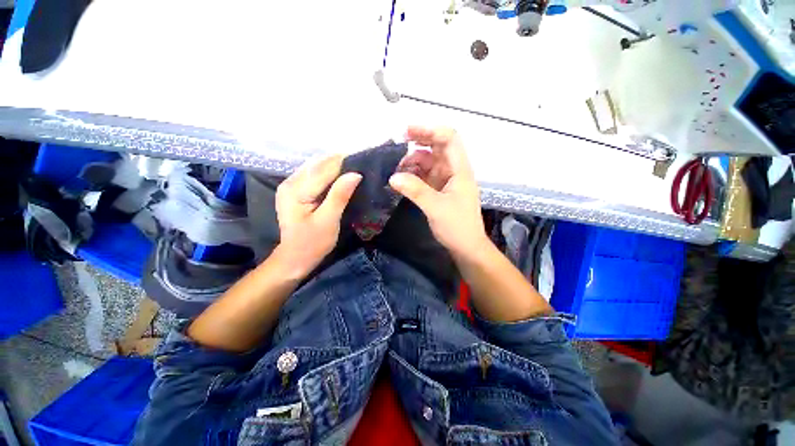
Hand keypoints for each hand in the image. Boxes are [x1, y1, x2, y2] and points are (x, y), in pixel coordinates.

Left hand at [274, 155, 360, 278]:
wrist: (295, 258)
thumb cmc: (312, 243)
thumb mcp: (328, 221)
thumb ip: (339, 196)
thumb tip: (355, 174)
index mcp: (296, 190)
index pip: (324, 168)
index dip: (345, 162)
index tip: (365, 158)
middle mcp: (290, 182)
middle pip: (319, 164)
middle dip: (341, 161)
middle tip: (363, 162)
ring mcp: (291, 185)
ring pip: (317, 166)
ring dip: (336, 165)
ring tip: (356, 166)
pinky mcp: (296, 189)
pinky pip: (315, 174)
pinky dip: (330, 172)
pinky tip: (343, 175)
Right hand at [389, 126, 487, 257]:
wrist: (466, 247)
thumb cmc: (457, 226)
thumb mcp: (436, 207)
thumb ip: (415, 190)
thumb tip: (393, 177)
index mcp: (459, 169)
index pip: (449, 139)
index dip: (429, 130)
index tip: (407, 132)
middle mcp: (453, 170)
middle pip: (437, 147)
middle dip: (418, 142)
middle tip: (397, 145)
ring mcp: (445, 180)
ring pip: (428, 162)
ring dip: (413, 162)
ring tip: (397, 170)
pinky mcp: (439, 190)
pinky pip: (424, 176)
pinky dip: (413, 175)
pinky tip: (402, 180)